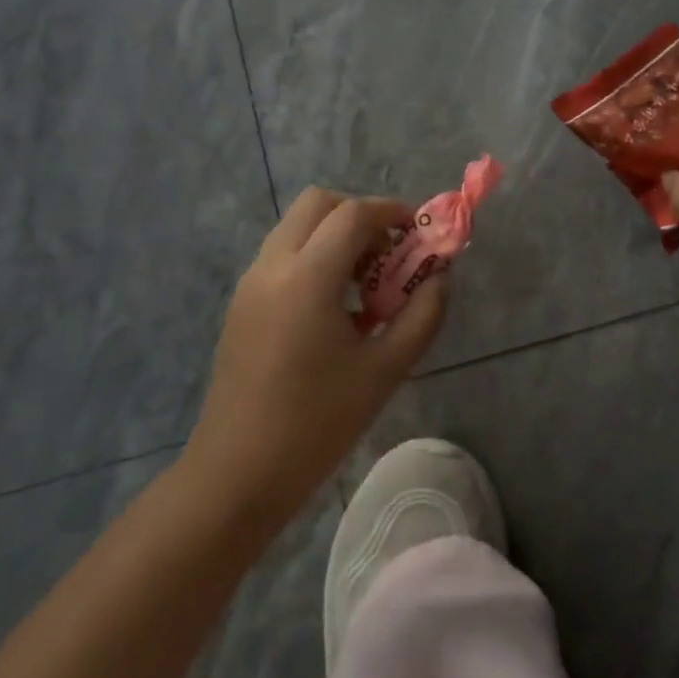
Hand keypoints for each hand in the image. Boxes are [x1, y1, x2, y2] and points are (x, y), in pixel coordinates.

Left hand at [184, 189, 449, 524]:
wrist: (238, 474)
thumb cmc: (317, 424)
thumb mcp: (385, 370)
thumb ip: (423, 315)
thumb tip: (440, 277)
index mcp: (308, 277)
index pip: (353, 214)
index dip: (391, 211)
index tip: (418, 230)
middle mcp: (273, 265)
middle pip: (318, 203)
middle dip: (359, 215)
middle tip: (388, 253)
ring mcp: (251, 282)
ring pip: (296, 227)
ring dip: (334, 235)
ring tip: (364, 286)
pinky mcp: (241, 303)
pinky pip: (282, 255)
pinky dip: (313, 257)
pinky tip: (334, 309)